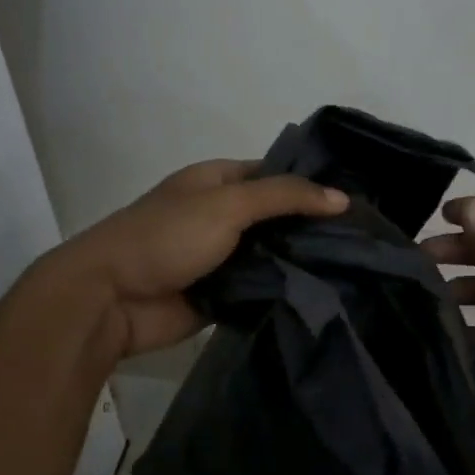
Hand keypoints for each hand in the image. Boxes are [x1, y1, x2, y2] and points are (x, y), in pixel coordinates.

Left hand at [42, 159, 346, 358]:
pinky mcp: (222, 294)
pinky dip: (283, 290)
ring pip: (272, 255)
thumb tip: (341, 198)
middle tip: (364, 238)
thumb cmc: (166, 237)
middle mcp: (221, 215)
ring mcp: (221, 257)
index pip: (275, 175)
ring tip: (355, 267)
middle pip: (277, 217)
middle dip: (312, 227)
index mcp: (217, 181)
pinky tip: (324, 293)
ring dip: (301, 261)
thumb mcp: (227, 204)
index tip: (355, 200)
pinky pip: (260, 288)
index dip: (311, 184)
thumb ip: (285, 197)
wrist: (111, 299)